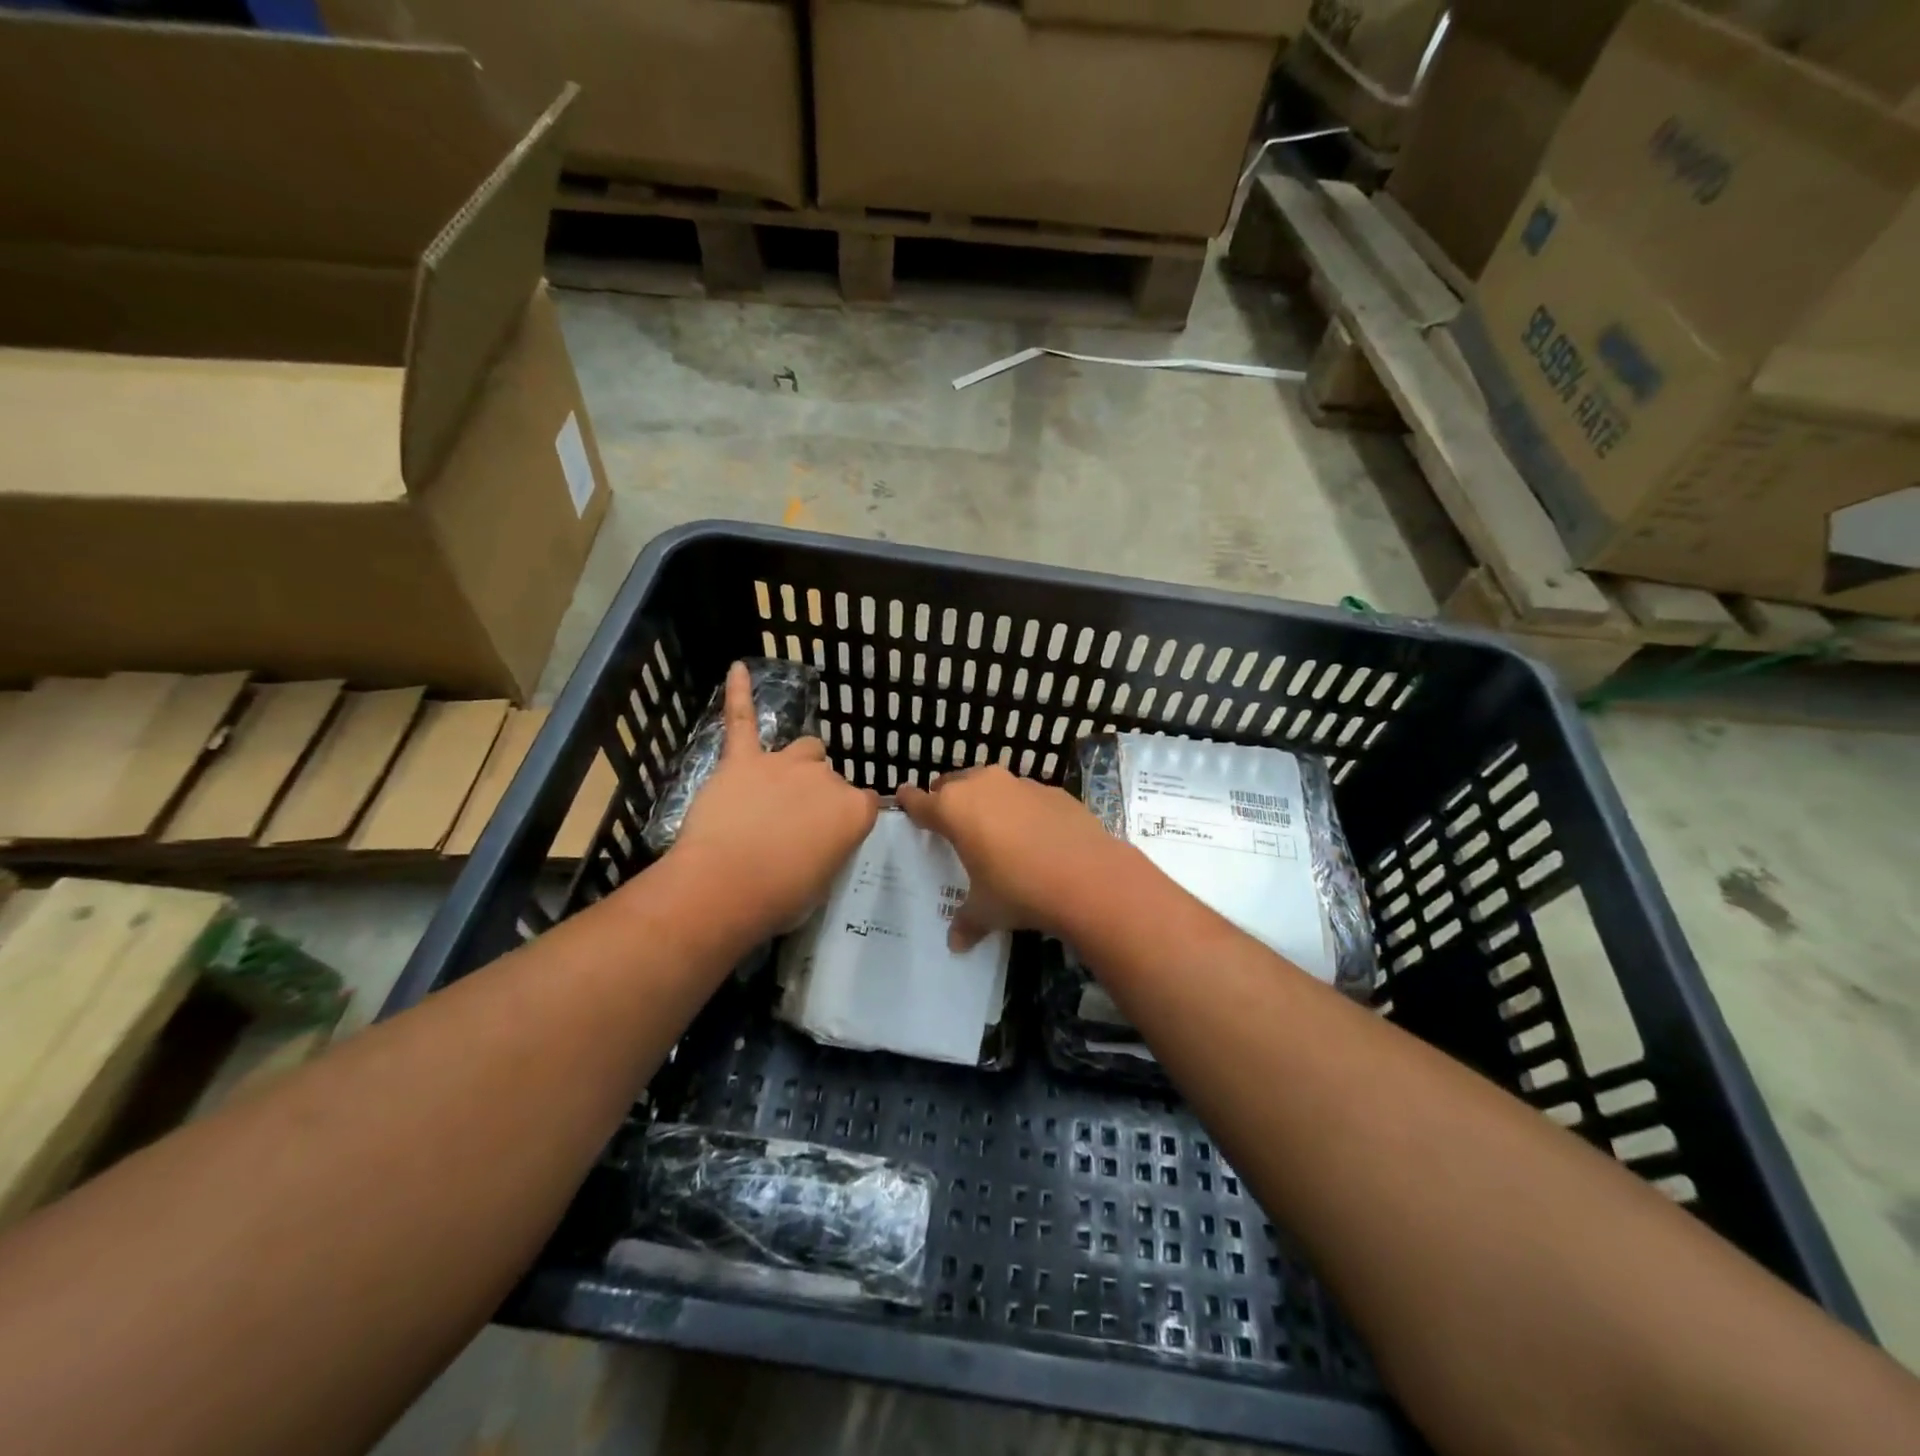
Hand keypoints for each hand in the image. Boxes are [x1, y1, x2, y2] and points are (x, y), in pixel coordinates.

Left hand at [669, 663, 878, 938]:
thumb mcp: (824, 879)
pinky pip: (742, 720)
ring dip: (796, 764)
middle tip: (795, 826)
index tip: (832, 839)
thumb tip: (819, 839)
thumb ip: (831, 846)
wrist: (725, 887)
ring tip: (778, 787)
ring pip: (804, 748)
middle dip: (818, 795)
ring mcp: (783, 764)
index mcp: (854, 810)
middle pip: (830, 775)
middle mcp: (826, 778)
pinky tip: (737, 669)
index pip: (865, 803)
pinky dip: (738, 694)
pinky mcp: (742, 761)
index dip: (846, 821)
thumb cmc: (780, 896)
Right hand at [896, 765, 1122, 950]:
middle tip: (949, 822)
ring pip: (991, 785)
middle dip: (948, 799)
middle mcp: (983, 786)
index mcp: (954, 809)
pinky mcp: (1053, 790)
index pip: (920, 801)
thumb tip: (957, 943)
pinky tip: (1033, 836)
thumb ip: (967, 921)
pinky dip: (1022, 809)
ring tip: (992, 828)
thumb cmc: (1019, 890)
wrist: (1088, 877)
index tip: (904, 799)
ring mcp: (1020, 784)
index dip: (910, 802)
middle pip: (954, 784)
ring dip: (986, 801)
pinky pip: (1025, 796)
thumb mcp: (986, 910)